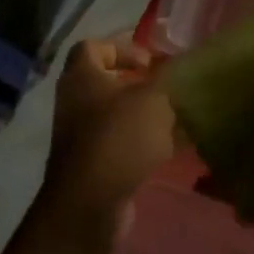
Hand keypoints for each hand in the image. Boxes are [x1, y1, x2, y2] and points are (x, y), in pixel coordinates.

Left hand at [40, 33, 177, 235]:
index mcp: (82, 77)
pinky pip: (120, 145)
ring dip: (143, 116)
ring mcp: (80, 138)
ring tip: (176, 118)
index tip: (149, 63)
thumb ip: (167, 79)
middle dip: (138, 85)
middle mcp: (75, 103)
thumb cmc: (119, 136)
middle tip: (165, 88)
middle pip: (106, 83)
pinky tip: (173, 147)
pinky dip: (143, 143)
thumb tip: (178, 68)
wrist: (90, 205)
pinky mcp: (92, 167)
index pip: (93, 47)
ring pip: (116, 116)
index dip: (122, 48)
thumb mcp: (153, 99)